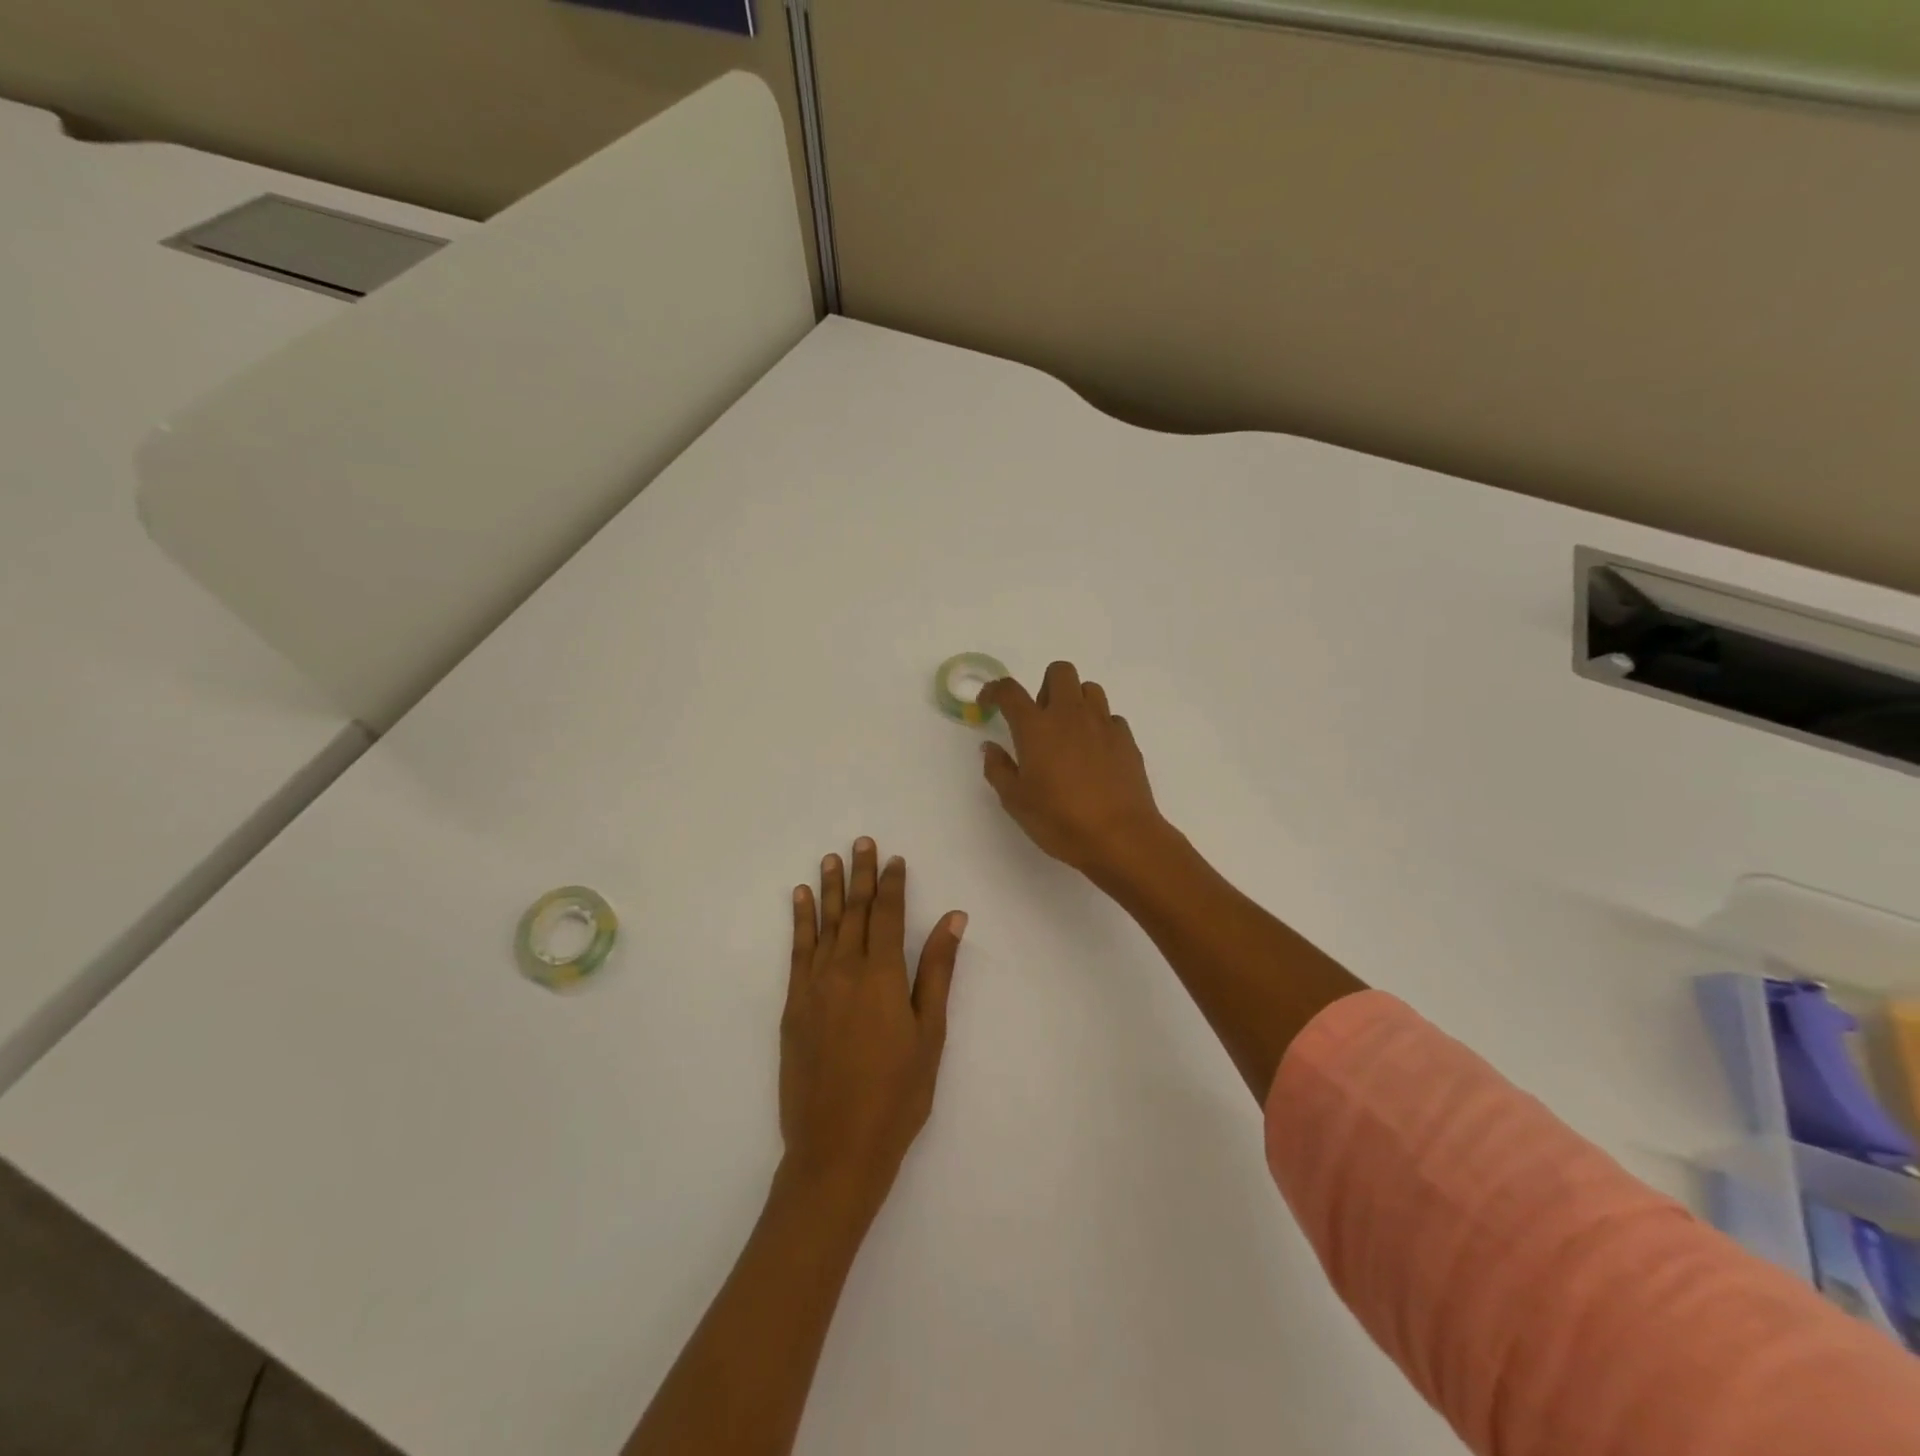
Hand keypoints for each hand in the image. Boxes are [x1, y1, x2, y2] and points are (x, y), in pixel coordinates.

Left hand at [780, 838, 966, 1218]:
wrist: (836, 1147)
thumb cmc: (897, 1094)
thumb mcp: (930, 1033)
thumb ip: (937, 971)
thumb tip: (953, 918)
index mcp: (883, 975)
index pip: (888, 915)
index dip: (893, 884)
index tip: (895, 859)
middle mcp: (845, 970)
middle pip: (855, 911)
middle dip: (861, 874)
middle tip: (862, 842)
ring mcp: (814, 986)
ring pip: (825, 924)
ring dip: (831, 888)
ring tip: (832, 858)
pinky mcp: (793, 1005)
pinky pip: (796, 950)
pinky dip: (800, 920)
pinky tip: (801, 898)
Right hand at [980, 661, 1166, 877]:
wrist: (1120, 836)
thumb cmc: (1060, 820)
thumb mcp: (1016, 801)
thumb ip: (998, 769)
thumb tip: (990, 748)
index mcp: (1036, 727)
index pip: (1010, 691)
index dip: (995, 690)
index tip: (989, 702)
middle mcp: (1070, 714)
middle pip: (1059, 671)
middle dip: (1045, 686)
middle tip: (1040, 718)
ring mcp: (1102, 724)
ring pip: (1089, 689)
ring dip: (1075, 701)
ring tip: (1069, 733)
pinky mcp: (1126, 739)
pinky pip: (1110, 717)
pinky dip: (1098, 726)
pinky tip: (1095, 754)